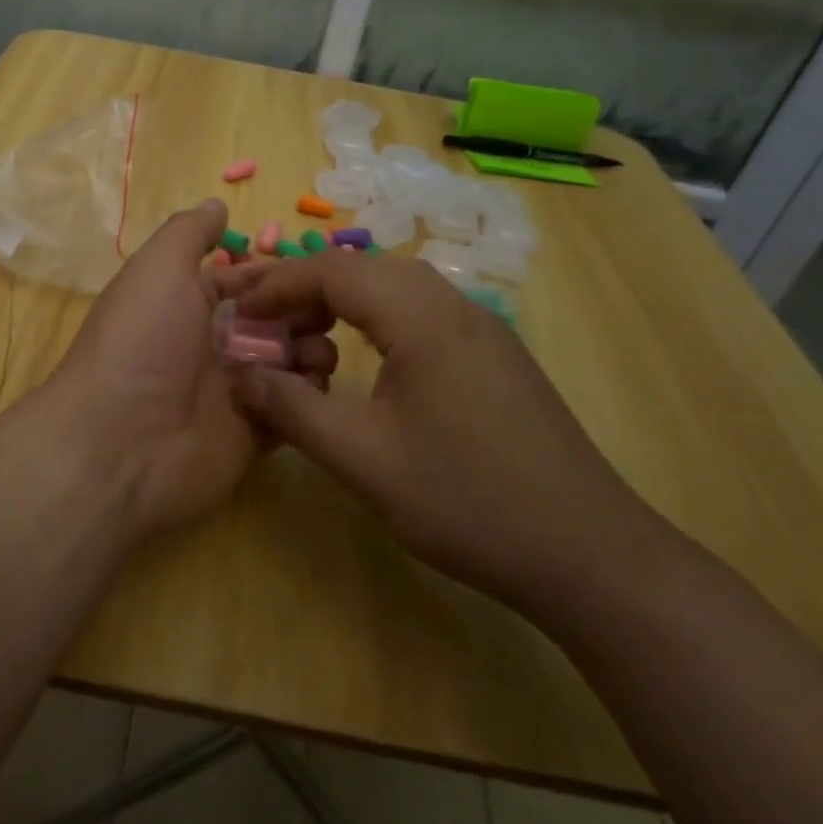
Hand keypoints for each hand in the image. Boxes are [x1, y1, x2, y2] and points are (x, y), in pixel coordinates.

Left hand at [45, 200, 335, 536]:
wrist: (119, 444)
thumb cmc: (141, 343)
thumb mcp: (157, 269)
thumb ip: (189, 233)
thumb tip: (215, 203)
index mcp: (191, 305)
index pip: (249, 283)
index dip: (282, 276)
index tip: (320, 274)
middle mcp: (213, 345)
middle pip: (278, 322)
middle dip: (307, 314)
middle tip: (328, 315)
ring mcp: (235, 392)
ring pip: (291, 363)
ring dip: (313, 353)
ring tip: (314, 354)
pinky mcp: (253, 434)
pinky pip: (294, 410)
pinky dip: (307, 398)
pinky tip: (309, 389)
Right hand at [214, 255, 660, 612]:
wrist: (587, 554)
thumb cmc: (467, 501)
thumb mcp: (363, 459)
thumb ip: (293, 408)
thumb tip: (239, 375)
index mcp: (424, 317)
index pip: (334, 270)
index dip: (276, 284)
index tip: (235, 309)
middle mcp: (455, 307)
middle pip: (365, 269)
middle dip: (304, 287)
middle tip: (259, 319)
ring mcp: (482, 331)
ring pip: (395, 291)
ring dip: (341, 303)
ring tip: (301, 338)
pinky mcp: (494, 358)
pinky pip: (421, 316)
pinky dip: (375, 323)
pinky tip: (359, 362)